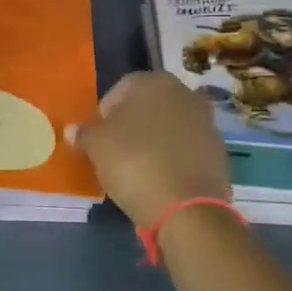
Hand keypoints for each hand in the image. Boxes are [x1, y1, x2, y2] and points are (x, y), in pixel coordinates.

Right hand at [67, 72, 231, 224]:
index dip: (106, 111)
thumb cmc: (134, 162)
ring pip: (170, 126)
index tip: (98, 135)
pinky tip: (160, 178)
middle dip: (132, 123)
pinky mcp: (218, 152)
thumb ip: (85, 133)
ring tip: (137, 166)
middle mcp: (186, 94)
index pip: (122, 87)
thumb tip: (73, 130)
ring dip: (154, 140)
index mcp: (155, 82)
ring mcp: (207, 123)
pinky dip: (172, 158)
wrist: (187, 207)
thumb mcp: (97, 146)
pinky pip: (186, 149)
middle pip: (149, 105)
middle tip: (115, 149)